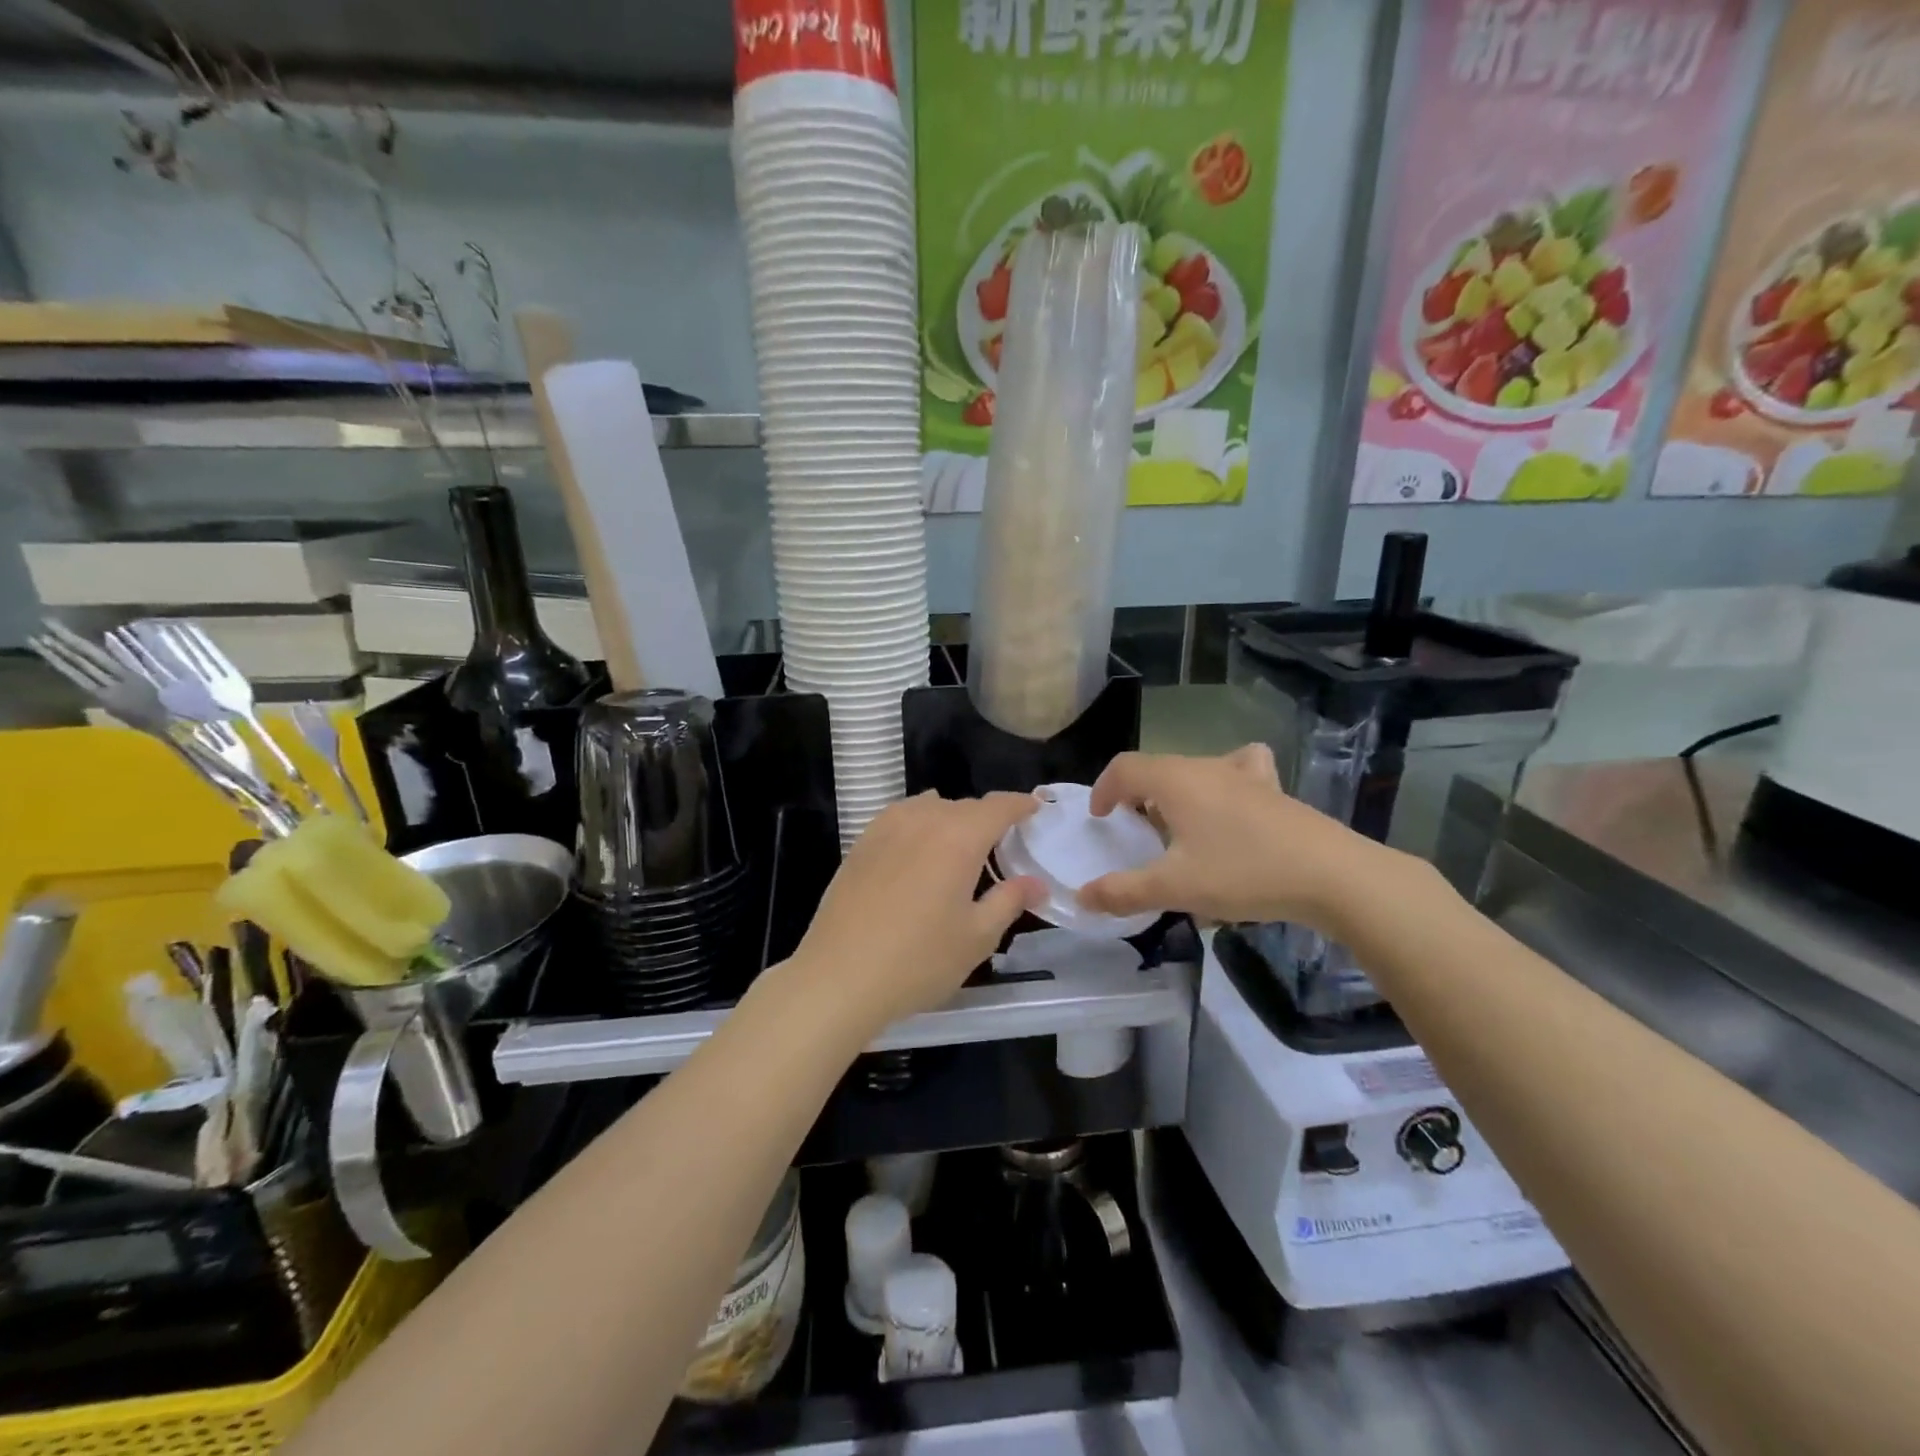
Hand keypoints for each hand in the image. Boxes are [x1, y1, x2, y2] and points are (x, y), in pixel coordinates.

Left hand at [790, 791, 1042, 1035]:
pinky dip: (920, 823)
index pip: (998, 806)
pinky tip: (919, 849)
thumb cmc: (918, 961)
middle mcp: (923, 820)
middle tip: (1003, 842)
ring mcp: (886, 828)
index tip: (1035, 809)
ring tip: (960, 845)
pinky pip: (901, 818)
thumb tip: (1036, 883)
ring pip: (930, 807)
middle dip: (987, 818)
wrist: (839, 977)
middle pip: (964, 806)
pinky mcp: (861, 843)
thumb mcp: (977, 937)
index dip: (1021, 804)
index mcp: (959, 838)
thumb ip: (1009, 901)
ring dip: (952, 818)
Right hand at [1077, 747, 1401, 933]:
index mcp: (1175, 780)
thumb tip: (1082, 897)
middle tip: (1136, 833)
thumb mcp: (1175, 888)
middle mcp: (1206, 767)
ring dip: (1176, 790)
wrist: (1332, 876)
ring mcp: (1245, 775)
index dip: (1104, 789)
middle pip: (1158, 768)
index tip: (1100, 818)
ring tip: (1179, 823)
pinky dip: (1224, 781)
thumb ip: (1123, 892)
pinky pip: (1239, 771)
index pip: (1124, 767)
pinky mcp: (1274, 790)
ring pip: (1196, 769)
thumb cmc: (1243, 873)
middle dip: (1137, 795)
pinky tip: (1232, 805)